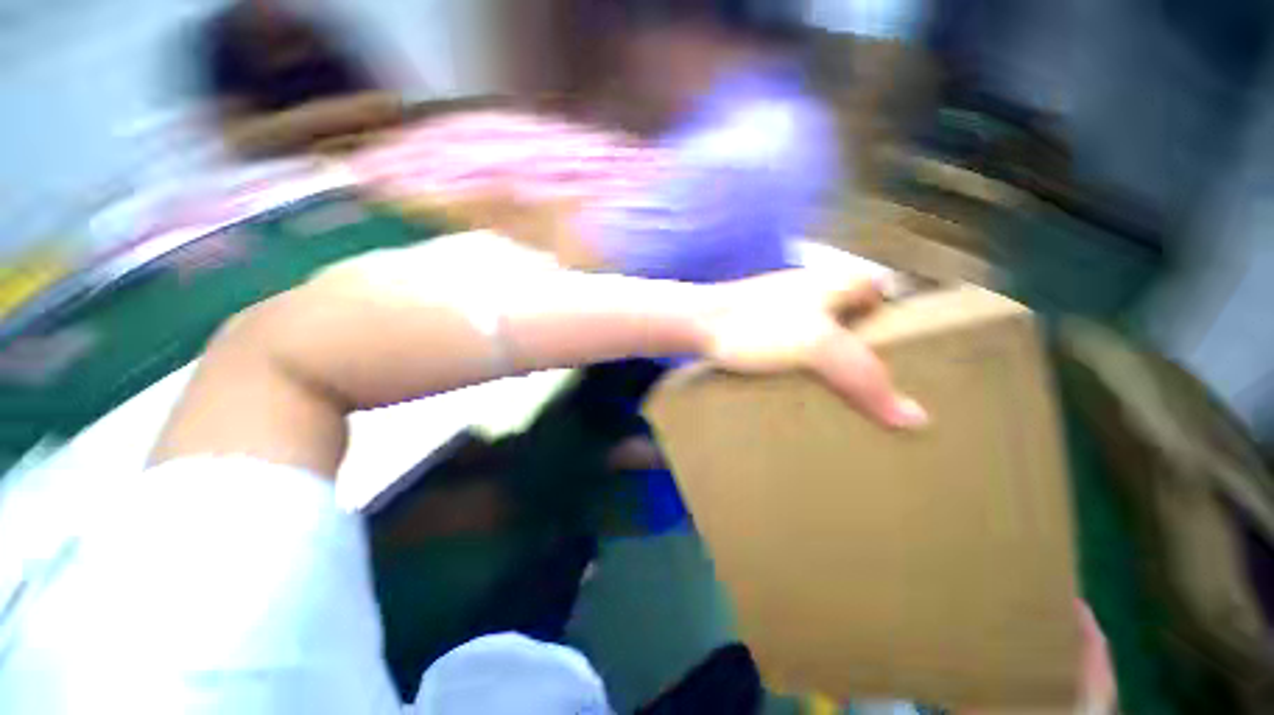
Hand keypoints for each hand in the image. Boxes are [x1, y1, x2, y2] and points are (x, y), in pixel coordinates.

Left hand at [698, 269, 927, 429]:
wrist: (701, 323)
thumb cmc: (760, 326)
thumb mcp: (818, 348)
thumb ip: (865, 378)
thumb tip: (916, 419)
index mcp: (838, 281)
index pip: (885, 293)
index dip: (899, 321)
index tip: (908, 358)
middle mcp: (816, 287)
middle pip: (856, 315)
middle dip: (867, 345)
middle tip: (877, 383)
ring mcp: (786, 305)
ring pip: (824, 330)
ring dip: (833, 357)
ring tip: (845, 392)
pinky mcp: (764, 324)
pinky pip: (797, 342)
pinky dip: (805, 360)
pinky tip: (806, 384)